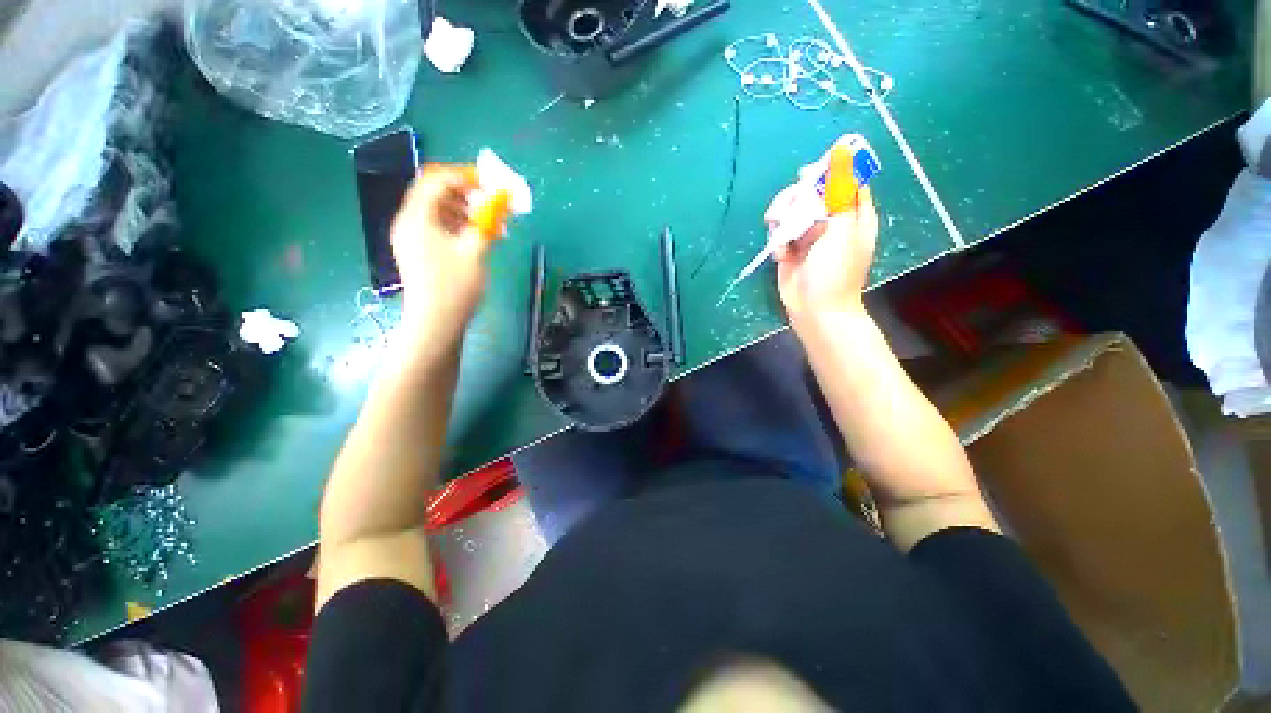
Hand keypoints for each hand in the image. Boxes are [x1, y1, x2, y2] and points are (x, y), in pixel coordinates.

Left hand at [390, 165, 491, 344]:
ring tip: (494, 223)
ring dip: (467, 210)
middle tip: (495, 203)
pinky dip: (460, 225)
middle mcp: (410, 221)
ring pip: (440, 211)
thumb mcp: (475, 250)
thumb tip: (500, 198)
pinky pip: (440, 227)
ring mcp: (413, 237)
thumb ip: (487, 220)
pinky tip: (481, 235)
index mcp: (417, 218)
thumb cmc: (455, 286)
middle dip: (468, 194)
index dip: (465, 176)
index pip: (437, 181)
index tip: (492, 184)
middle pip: (437, 193)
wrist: (436, 322)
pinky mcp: (420, 250)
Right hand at [770, 186, 878, 326]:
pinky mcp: (790, 250)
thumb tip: (842, 157)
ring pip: (792, 212)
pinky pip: (780, 233)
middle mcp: (831, 222)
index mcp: (853, 215)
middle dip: (795, 198)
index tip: (807, 174)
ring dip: (781, 217)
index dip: (827, 173)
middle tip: (786, 207)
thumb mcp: (842, 232)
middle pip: (811, 193)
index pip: (844, 181)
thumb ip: (840, 195)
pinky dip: (777, 240)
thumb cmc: (835, 273)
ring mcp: (809, 236)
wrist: (816, 311)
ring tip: (776, 231)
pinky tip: (780, 254)